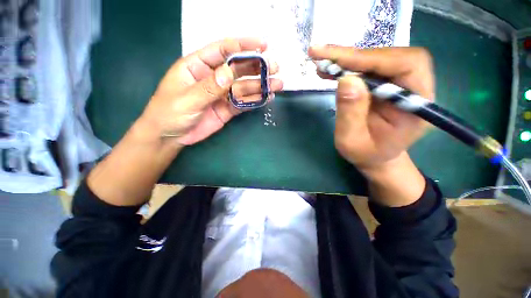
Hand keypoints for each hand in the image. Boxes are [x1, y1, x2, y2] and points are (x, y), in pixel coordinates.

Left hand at [138, 38, 283, 146]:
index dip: (242, 45)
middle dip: (257, 67)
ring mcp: (222, 94)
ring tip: (277, 84)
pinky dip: (255, 100)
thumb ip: (208, 87)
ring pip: (244, 87)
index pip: (222, 50)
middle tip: (275, 67)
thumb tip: (229, 73)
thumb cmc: (169, 113)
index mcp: (198, 66)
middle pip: (238, 69)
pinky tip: (267, 98)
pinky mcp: (228, 109)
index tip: (262, 44)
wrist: (171, 137)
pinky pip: (244, 103)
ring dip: (260, 85)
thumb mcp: (186, 99)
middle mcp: (213, 78)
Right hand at [308, 46, 433, 174]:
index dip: (370, 59)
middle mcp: (415, 87)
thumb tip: (346, 79)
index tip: (336, 60)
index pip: (405, 65)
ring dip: (347, 60)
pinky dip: (347, 67)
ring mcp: (400, 83)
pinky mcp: (386, 84)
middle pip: (390, 56)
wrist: (375, 156)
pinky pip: (368, 68)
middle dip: (353, 56)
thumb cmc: (366, 154)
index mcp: (417, 104)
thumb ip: (350, 114)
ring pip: (377, 60)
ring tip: (321, 62)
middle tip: (321, 54)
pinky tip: (330, 70)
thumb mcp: (352, 141)